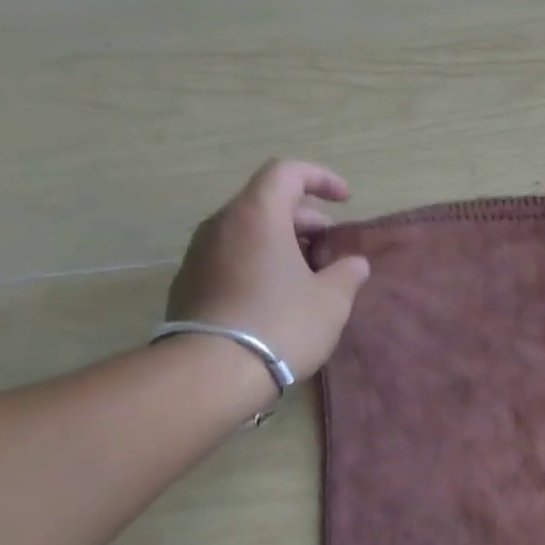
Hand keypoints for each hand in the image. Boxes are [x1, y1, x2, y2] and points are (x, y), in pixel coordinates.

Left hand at [166, 159, 370, 381]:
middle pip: (266, 202)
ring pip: (248, 230)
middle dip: (305, 218)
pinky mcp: (190, 282)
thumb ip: (347, 273)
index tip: (346, 199)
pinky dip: (259, 261)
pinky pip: (231, 256)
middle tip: (332, 247)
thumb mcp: (331, 300)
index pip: (287, 172)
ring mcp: (199, 253)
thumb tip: (355, 263)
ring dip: (282, 242)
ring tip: (309, 274)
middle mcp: (222, 224)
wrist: (213, 372)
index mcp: (257, 215)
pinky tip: (278, 295)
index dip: (320, 178)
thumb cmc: (282, 324)